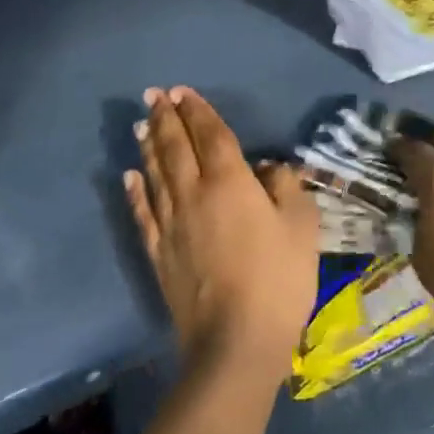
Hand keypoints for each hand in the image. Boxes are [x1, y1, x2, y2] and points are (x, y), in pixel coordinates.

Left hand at [124, 87, 318, 386]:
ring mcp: (172, 225)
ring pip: (156, 174)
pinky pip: (144, 213)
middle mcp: (195, 194)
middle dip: (165, 118)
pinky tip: (131, 176)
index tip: (182, 91)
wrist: (236, 343)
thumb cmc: (279, 279)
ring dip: (148, 145)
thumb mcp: (302, 227)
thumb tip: (269, 168)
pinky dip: (136, 190)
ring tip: (140, 123)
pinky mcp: (159, 254)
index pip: (211, 135)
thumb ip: (286, 188)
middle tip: (153, 95)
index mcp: (231, 182)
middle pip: (176, 147)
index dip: (197, 111)